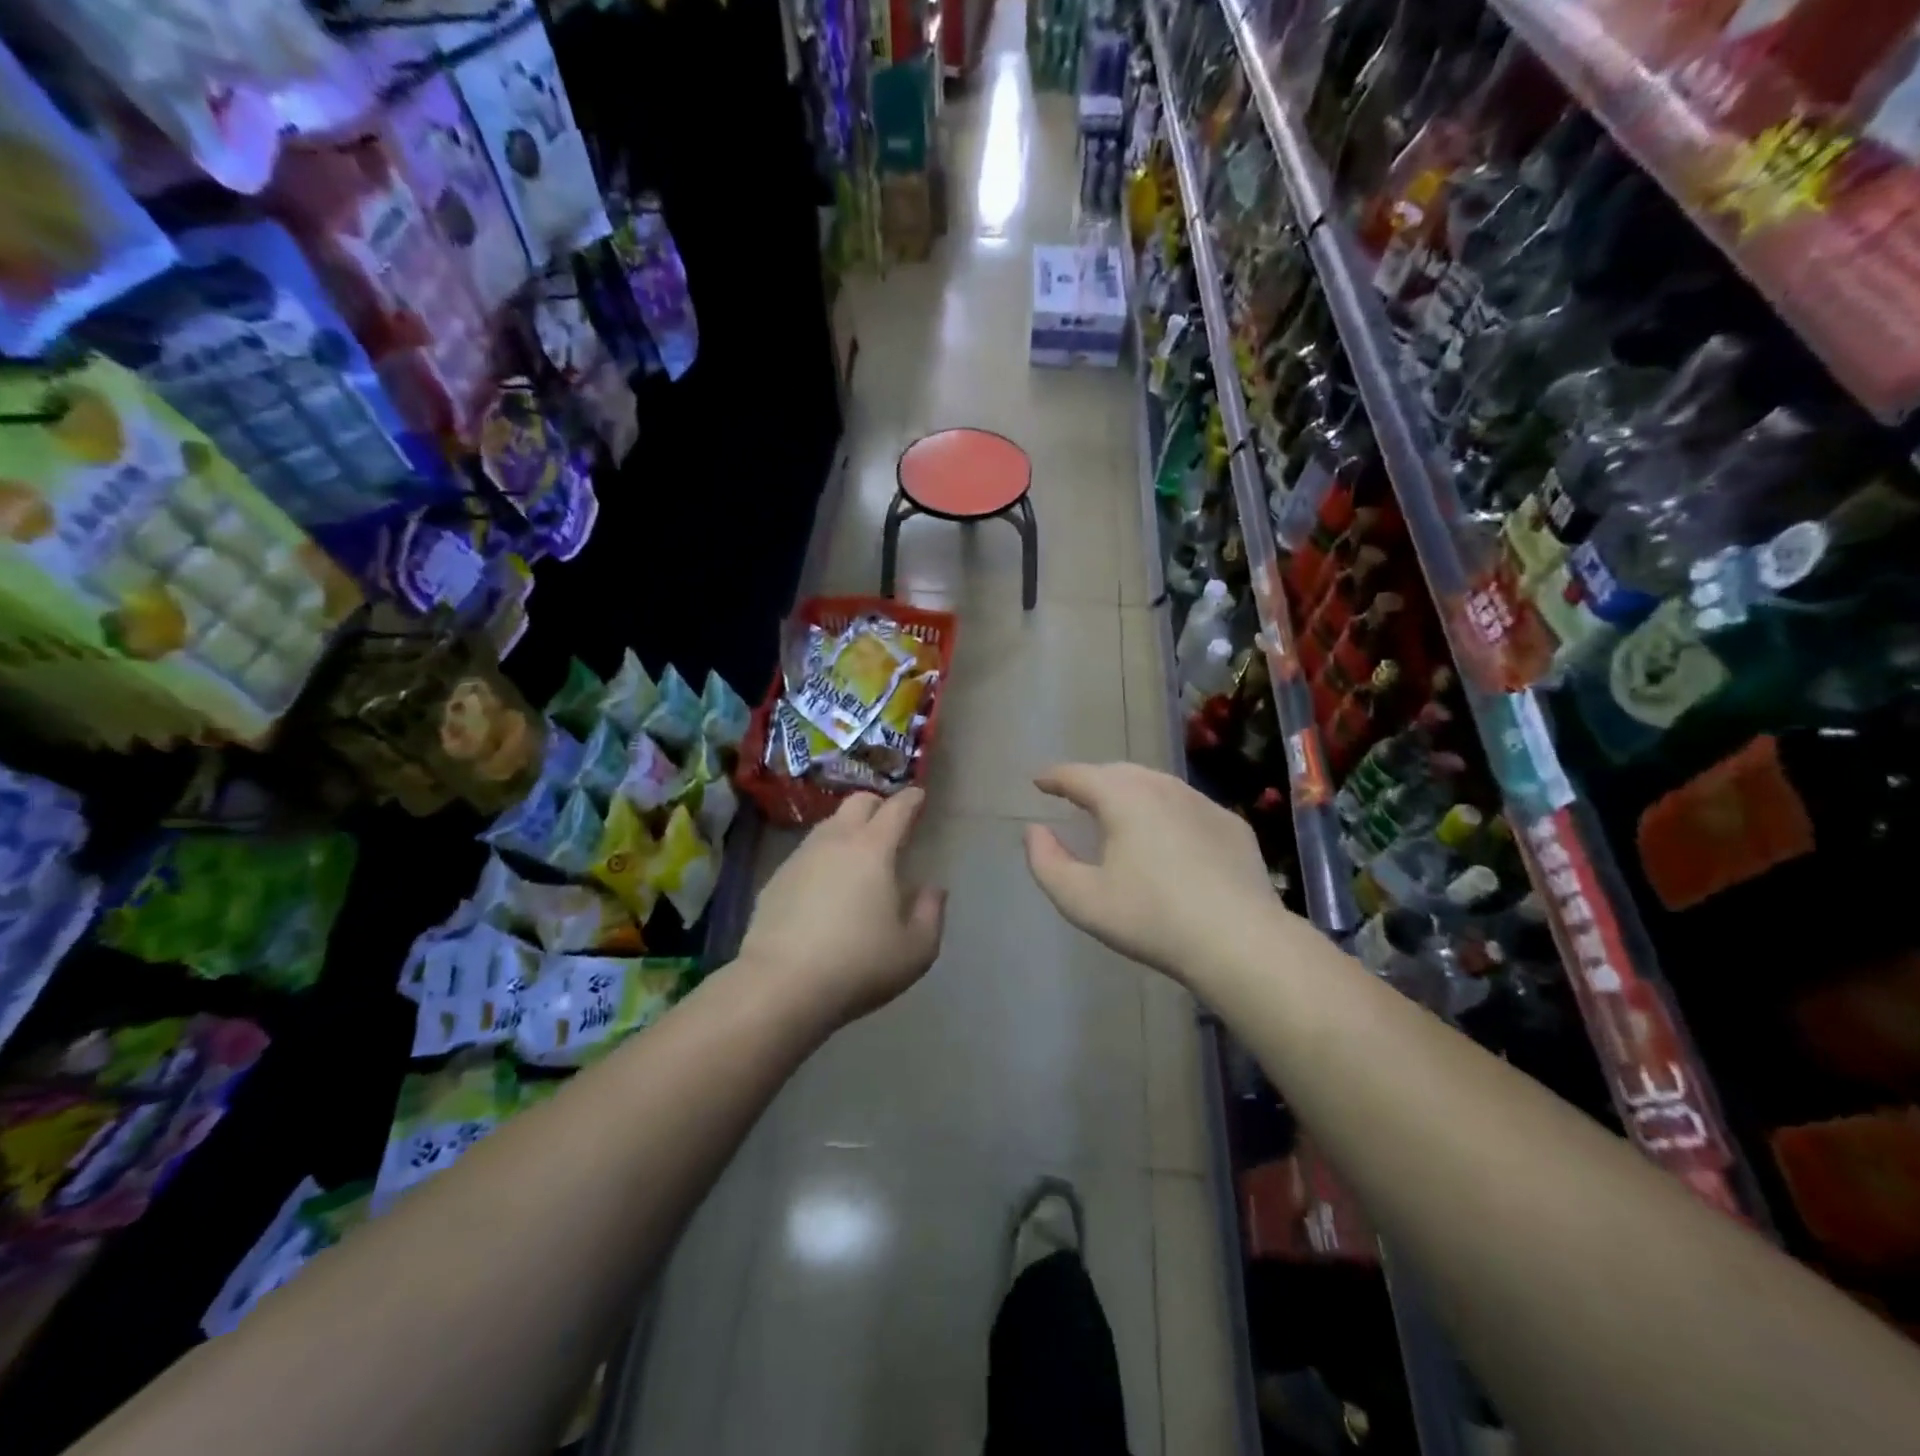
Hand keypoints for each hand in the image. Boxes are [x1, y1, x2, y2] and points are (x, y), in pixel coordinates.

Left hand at [738, 788, 946, 1028]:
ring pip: (828, 825)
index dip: (911, 799)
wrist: (780, 985)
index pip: (896, 809)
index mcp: (873, 849)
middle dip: (878, 804)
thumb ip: (931, 914)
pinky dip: (823, 857)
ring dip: (848, 829)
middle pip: (857, 803)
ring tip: (859, 854)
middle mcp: (835, 841)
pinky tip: (826, 885)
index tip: (919, 796)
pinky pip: (806, 854)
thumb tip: (933, 890)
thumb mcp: (915, 950)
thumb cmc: (857, 965)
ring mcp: (800, 858)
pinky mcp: (775, 880)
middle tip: (890, 822)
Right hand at [1023, 762, 1280, 984]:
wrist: (1240, 940)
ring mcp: (1202, 802)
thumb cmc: (1152, 918)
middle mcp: (1162, 787)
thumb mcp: (1082, 900)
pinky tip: (1166, 836)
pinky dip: (1165, 811)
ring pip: (1156, 784)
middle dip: (1092, 780)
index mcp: (1123, 797)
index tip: (1039, 781)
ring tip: (1117, 811)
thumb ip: (1047, 862)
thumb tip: (1035, 831)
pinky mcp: (1231, 824)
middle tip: (1075, 796)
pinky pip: (1186, 806)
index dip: (1054, 777)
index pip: (1078, 775)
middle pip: (1118, 772)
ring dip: (1129, 791)